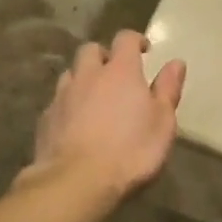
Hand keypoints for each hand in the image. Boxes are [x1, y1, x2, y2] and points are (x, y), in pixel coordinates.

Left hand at [22, 30, 185, 199]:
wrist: (77, 182)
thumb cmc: (131, 151)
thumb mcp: (163, 123)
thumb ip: (168, 90)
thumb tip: (176, 62)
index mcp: (120, 72)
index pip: (125, 39)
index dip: (135, 40)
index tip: (145, 50)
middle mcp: (88, 76)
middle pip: (91, 50)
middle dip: (104, 56)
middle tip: (116, 74)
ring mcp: (62, 96)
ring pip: (70, 74)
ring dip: (83, 78)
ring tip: (94, 98)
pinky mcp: (45, 119)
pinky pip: (58, 102)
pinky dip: (69, 105)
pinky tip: (76, 124)